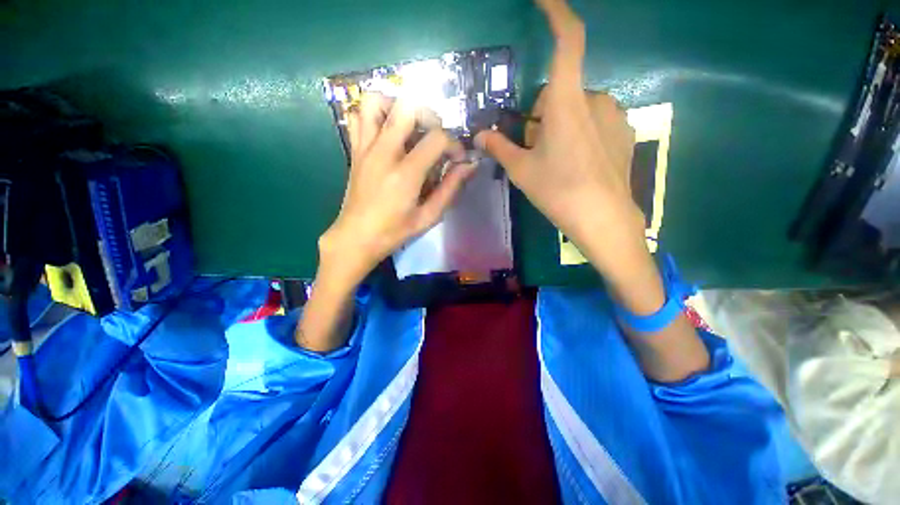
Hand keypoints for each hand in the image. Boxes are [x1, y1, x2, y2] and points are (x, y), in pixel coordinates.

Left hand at [320, 94, 475, 285]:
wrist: (356, 237)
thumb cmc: (394, 231)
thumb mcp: (428, 216)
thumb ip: (450, 189)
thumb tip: (469, 166)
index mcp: (405, 173)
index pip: (437, 138)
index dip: (454, 144)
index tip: (457, 159)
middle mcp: (383, 153)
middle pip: (407, 107)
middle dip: (430, 115)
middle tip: (435, 135)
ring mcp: (365, 148)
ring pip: (375, 101)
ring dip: (397, 106)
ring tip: (409, 126)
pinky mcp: (354, 150)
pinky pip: (356, 116)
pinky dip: (373, 115)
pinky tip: (386, 132)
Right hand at [478, 0, 708, 380]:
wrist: (603, 218)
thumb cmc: (559, 191)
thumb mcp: (522, 171)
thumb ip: (499, 148)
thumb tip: (478, 137)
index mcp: (566, 103)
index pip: (567, 41)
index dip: (558, 12)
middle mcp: (595, 99)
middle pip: (559, 93)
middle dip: (542, 114)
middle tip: (535, 148)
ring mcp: (614, 116)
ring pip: (576, 110)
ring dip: (560, 126)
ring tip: (557, 162)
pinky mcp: (624, 133)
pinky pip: (595, 122)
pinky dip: (580, 135)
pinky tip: (579, 165)